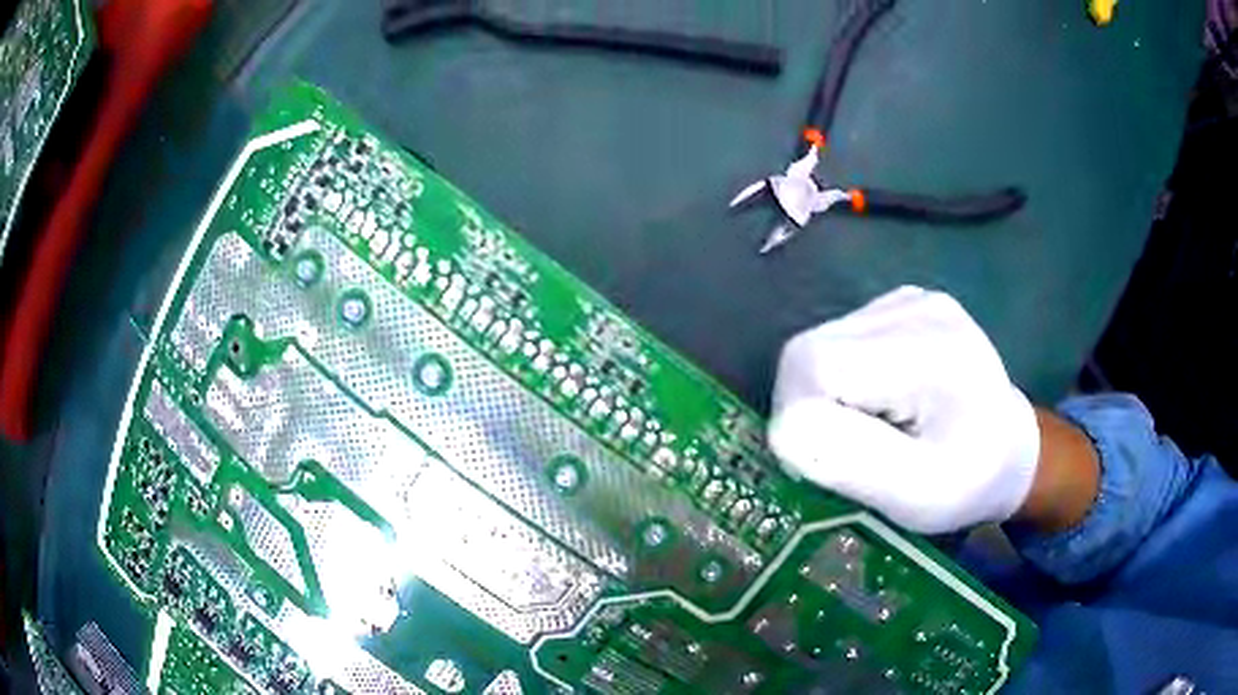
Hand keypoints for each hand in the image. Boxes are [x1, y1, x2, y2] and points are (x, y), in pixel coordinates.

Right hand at [767, 286, 1040, 533]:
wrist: (1011, 449)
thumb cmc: (970, 482)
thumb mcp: (919, 496)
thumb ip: (853, 463)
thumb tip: (785, 431)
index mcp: (928, 349)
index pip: (815, 366)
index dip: (802, 421)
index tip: (829, 466)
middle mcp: (915, 307)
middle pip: (808, 351)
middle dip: (810, 410)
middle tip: (845, 453)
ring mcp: (908, 299)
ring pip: (816, 346)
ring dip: (823, 398)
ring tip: (870, 429)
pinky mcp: (901, 305)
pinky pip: (837, 343)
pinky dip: (839, 382)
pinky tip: (878, 401)